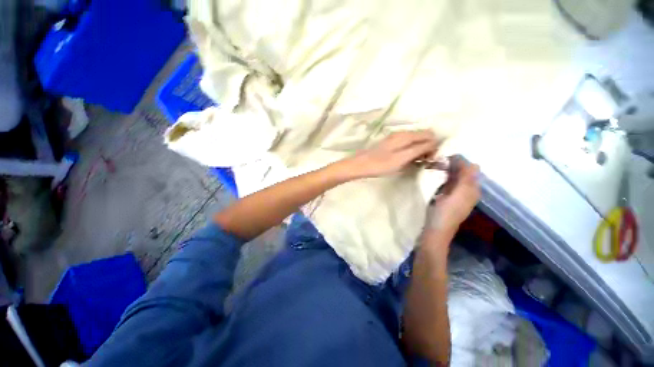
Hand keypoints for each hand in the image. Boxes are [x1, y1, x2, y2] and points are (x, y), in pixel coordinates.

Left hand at [344, 130, 439, 177]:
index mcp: (406, 135)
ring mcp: (395, 138)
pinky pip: (407, 145)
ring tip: (417, 163)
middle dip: (428, 148)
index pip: (429, 135)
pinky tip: (408, 160)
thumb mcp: (402, 158)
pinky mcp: (390, 145)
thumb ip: (419, 149)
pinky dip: (411, 151)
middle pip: (422, 136)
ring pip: (415, 141)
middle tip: (426, 162)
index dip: (435, 146)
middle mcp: (402, 133)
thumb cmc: (380, 164)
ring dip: (419, 150)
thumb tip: (435, 142)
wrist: (360, 165)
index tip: (434, 159)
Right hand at [424, 156, 479, 235]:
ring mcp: (455, 194)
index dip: (460, 162)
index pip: (470, 169)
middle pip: (462, 173)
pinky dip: (442, 177)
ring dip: (446, 170)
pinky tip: (434, 175)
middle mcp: (466, 190)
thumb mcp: (457, 196)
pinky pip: (447, 183)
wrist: (435, 230)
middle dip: (452, 165)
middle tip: (436, 162)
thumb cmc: (445, 213)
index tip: (445, 157)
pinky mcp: (446, 197)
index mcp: (472, 189)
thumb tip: (474, 163)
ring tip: (433, 166)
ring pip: (453, 177)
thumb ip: (466, 180)